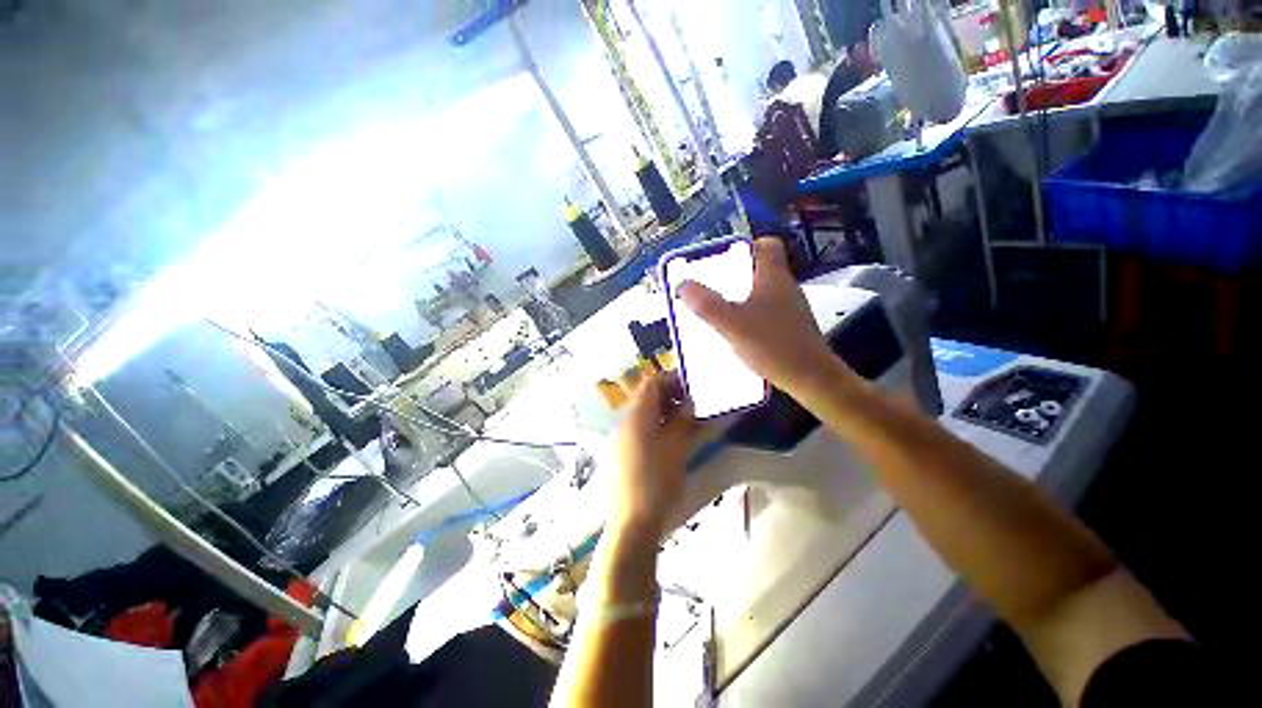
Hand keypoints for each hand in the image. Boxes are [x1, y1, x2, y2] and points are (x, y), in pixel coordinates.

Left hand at [611, 373, 694, 537]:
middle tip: (689, 405)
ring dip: (661, 410)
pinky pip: (638, 427)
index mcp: (638, 414)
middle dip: (667, 395)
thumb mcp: (677, 447)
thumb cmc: (658, 479)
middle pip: (645, 396)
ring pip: (642, 412)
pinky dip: (653, 424)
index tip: (689, 386)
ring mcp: (620, 435)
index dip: (670, 380)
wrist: (632, 518)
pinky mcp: (620, 450)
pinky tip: (667, 437)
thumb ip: (682, 420)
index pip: (651, 383)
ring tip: (682, 421)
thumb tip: (687, 402)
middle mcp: (625, 419)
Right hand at [680, 237, 847, 398]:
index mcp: (774, 278)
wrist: (811, 379)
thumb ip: (707, 305)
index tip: (723, 258)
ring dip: (741, 296)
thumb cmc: (774, 346)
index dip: (746, 246)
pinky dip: (750, 315)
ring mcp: (790, 308)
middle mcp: (785, 288)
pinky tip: (737, 331)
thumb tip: (683, 284)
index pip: (767, 245)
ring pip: (763, 292)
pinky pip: (766, 311)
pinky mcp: (791, 327)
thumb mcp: (733, 325)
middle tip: (712, 286)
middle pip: (761, 269)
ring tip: (718, 309)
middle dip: (735, 275)